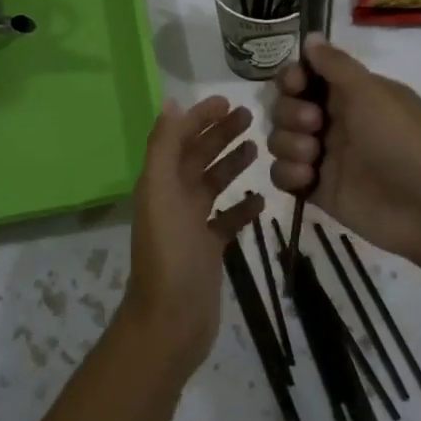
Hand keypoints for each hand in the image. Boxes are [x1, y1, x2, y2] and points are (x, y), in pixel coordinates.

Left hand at [119, 96, 262, 374]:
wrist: (171, 320)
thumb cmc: (168, 251)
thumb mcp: (160, 191)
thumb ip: (164, 146)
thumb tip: (171, 103)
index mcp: (159, 182)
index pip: (179, 138)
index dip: (200, 117)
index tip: (227, 100)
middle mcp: (173, 198)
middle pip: (198, 157)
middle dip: (220, 134)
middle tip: (250, 116)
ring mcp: (191, 225)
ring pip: (213, 184)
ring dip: (232, 164)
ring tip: (257, 148)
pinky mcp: (208, 249)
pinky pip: (227, 220)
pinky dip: (242, 207)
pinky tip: (261, 198)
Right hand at [268, 38, 420, 271]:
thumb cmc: (402, 141)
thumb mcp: (371, 92)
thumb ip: (335, 64)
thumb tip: (310, 35)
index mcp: (350, 94)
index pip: (305, 77)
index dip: (292, 78)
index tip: (295, 84)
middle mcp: (334, 121)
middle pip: (285, 106)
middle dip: (290, 112)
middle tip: (314, 123)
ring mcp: (325, 157)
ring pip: (280, 139)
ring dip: (288, 143)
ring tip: (314, 156)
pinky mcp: (318, 189)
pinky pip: (283, 175)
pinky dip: (288, 174)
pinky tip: (309, 178)